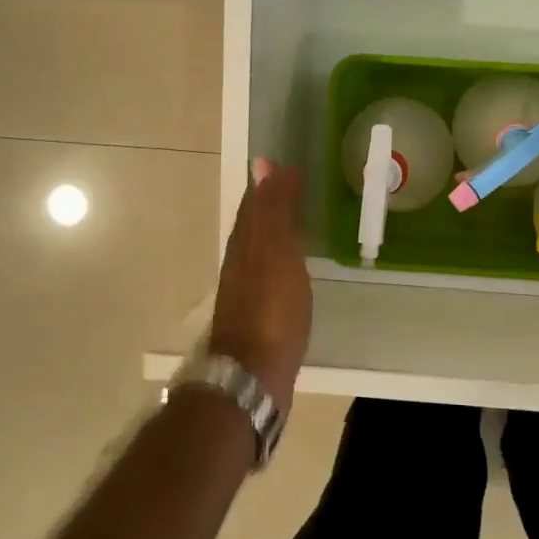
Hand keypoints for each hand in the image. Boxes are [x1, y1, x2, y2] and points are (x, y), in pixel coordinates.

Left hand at [210, 159, 311, 415]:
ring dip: (275, 232)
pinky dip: (281, 260)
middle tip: (293, 186)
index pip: (254, 204)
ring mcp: (247, 291)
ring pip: (260, 249)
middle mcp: (241, 263)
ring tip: (297, 221)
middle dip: (269, 204)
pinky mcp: (259, 314)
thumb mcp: (277, 254)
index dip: (267, 183)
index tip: (285, 164)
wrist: (254, 374)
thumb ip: (274, 212)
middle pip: (253, 225)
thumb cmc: (272, 310)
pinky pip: (270, 273)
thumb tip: (264, 163)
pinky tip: (293, 267)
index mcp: (246, 245)